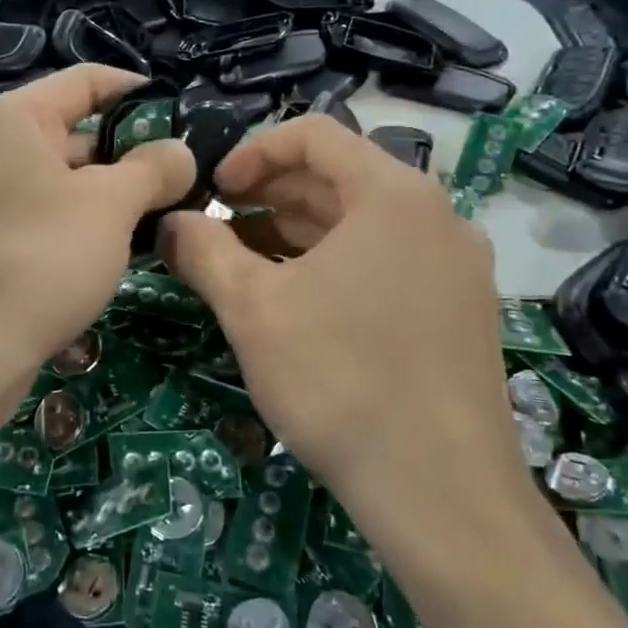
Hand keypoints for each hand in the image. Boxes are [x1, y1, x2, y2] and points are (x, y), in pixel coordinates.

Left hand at [0, 66, 193, 433]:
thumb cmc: (42, 257)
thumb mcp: (112, 205)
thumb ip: (153, 168)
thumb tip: (180, 153)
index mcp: (11, 118)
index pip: (85, 80)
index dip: (137, 91)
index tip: (181, 114)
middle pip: (71, 131)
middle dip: (128, 152)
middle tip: (180, 178)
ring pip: (57, 179)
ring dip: (106, 193)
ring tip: (159, 216)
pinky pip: (37, 215)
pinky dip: (75, 222)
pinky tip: (112, 249)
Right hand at [161, 115, 537, 543]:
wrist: (442, 493)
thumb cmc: (340, 381)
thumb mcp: (253, 309)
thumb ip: (204, 251)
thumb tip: (169, 223)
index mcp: (392, 195)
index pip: (315, 134)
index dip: (253, 151)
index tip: (214, 191)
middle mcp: (435, 216)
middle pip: (339, 177)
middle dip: (269, 195)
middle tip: (217, 227)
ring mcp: (454, 265)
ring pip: (361, 223)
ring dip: (296, 231)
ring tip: (243, 262)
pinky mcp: (458, 309)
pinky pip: (385, 260)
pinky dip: (332, 263)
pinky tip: (294, 299)